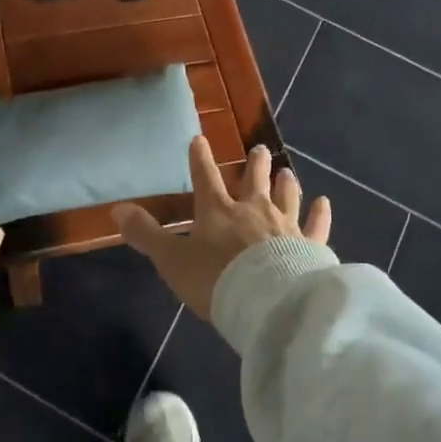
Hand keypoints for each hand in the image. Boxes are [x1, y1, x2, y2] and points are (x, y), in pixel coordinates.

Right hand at [114, 138, 329, 320]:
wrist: (267, 302)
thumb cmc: (215, 279)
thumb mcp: (172, 259)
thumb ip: (146, 234)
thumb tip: (116, 209)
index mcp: (218, 211)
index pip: (205, 178)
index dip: (200, 159)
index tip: (200, 139)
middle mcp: (253, 210)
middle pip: (254, 181)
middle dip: (255, 164)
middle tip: (260, 149)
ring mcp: (285, 226)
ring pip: (286, 196)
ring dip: (285, 183)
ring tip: (287, 171)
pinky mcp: (310, 246)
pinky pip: (316, 226)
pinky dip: (320, 214)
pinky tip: (324, 203)